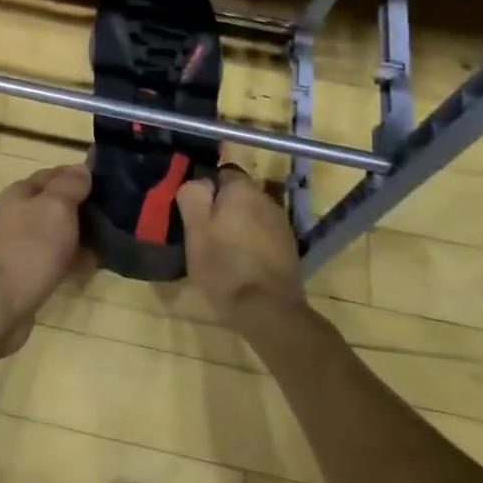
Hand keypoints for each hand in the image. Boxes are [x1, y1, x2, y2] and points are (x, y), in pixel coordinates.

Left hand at [0, 163, 91, 357]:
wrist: (0, 303)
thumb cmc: (30, 248)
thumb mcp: (55, 207)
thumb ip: (70, 185)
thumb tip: (81, 169)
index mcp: (19, 193)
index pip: (53, 175)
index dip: (80, 177)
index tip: (110, 185)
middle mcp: (15, 215)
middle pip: (54, 206)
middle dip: (82, 210)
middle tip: (115, 218)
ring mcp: (17, 245)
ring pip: (54, 234)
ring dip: (79, 238)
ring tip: (109, 244)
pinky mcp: (22, 273)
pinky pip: (52, 260)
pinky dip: (70, 261)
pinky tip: (90, 268)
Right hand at [175, 165, 303, 324]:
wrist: (268, 310)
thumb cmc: (224, 265)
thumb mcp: (195, 229)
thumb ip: (193, 195)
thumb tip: (199, 182)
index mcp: (243, 189)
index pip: (222, 173)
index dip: (206, 189)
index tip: (194, 211)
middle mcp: (267, 199)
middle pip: (239, 195)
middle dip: (222, 207)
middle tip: (203, 232)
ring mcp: (282, 225)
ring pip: (252, 215)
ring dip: (238, 226)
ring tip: (221, 250)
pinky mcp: (289, 249)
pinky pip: (263, 236)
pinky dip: (252, 243)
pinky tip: (241, 263)